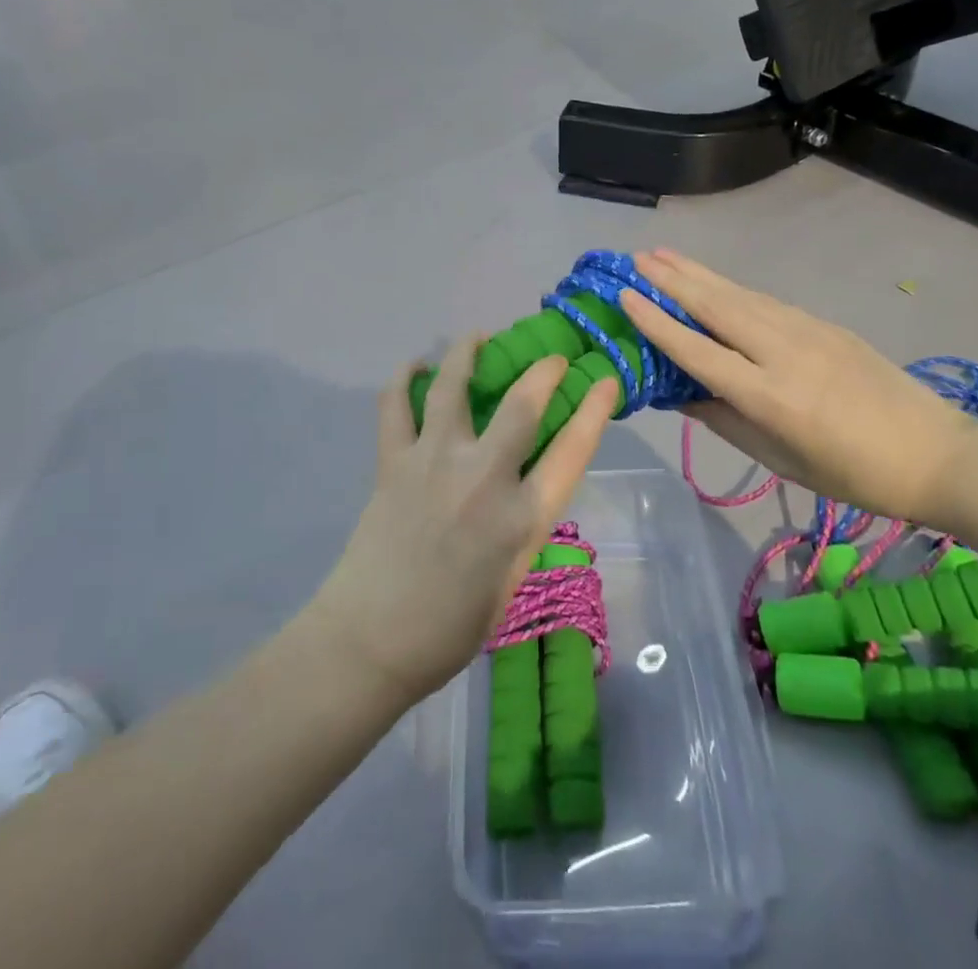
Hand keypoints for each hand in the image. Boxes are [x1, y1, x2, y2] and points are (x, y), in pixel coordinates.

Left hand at [311, 336, 619, 702]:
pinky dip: (404, 378)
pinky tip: (415, 366)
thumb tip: (524, 485)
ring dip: (467, 352)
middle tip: (549, 358)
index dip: (595, 409)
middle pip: (521, 404)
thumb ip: (522, 524)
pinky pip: (395, 405)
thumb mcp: (511, 577)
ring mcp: (434, 463)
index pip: (572, 450)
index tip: (605, 379)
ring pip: (453, 386)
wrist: (372, 641)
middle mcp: (483, 479)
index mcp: (521, 518)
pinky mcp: (393, 462)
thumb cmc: (451, 627)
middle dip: (542, 370)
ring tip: (477, 336)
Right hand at [618, 250, 972, 527]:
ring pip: (740, 295)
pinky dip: (731, 287)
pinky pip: (766, 301)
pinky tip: (713, 280)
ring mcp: (808, 331)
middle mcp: (783, 353)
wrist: (936, 453)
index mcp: (769, 397)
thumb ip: (725, 420)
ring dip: (699, 273)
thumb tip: (680, 393)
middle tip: (637, 257)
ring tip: (664, 254)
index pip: (699, 351)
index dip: (657, 323)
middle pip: (717, 307)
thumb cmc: (853, 475)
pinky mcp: (825, 324)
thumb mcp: (780, 460)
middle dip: (673, 279)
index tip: (626, 295)